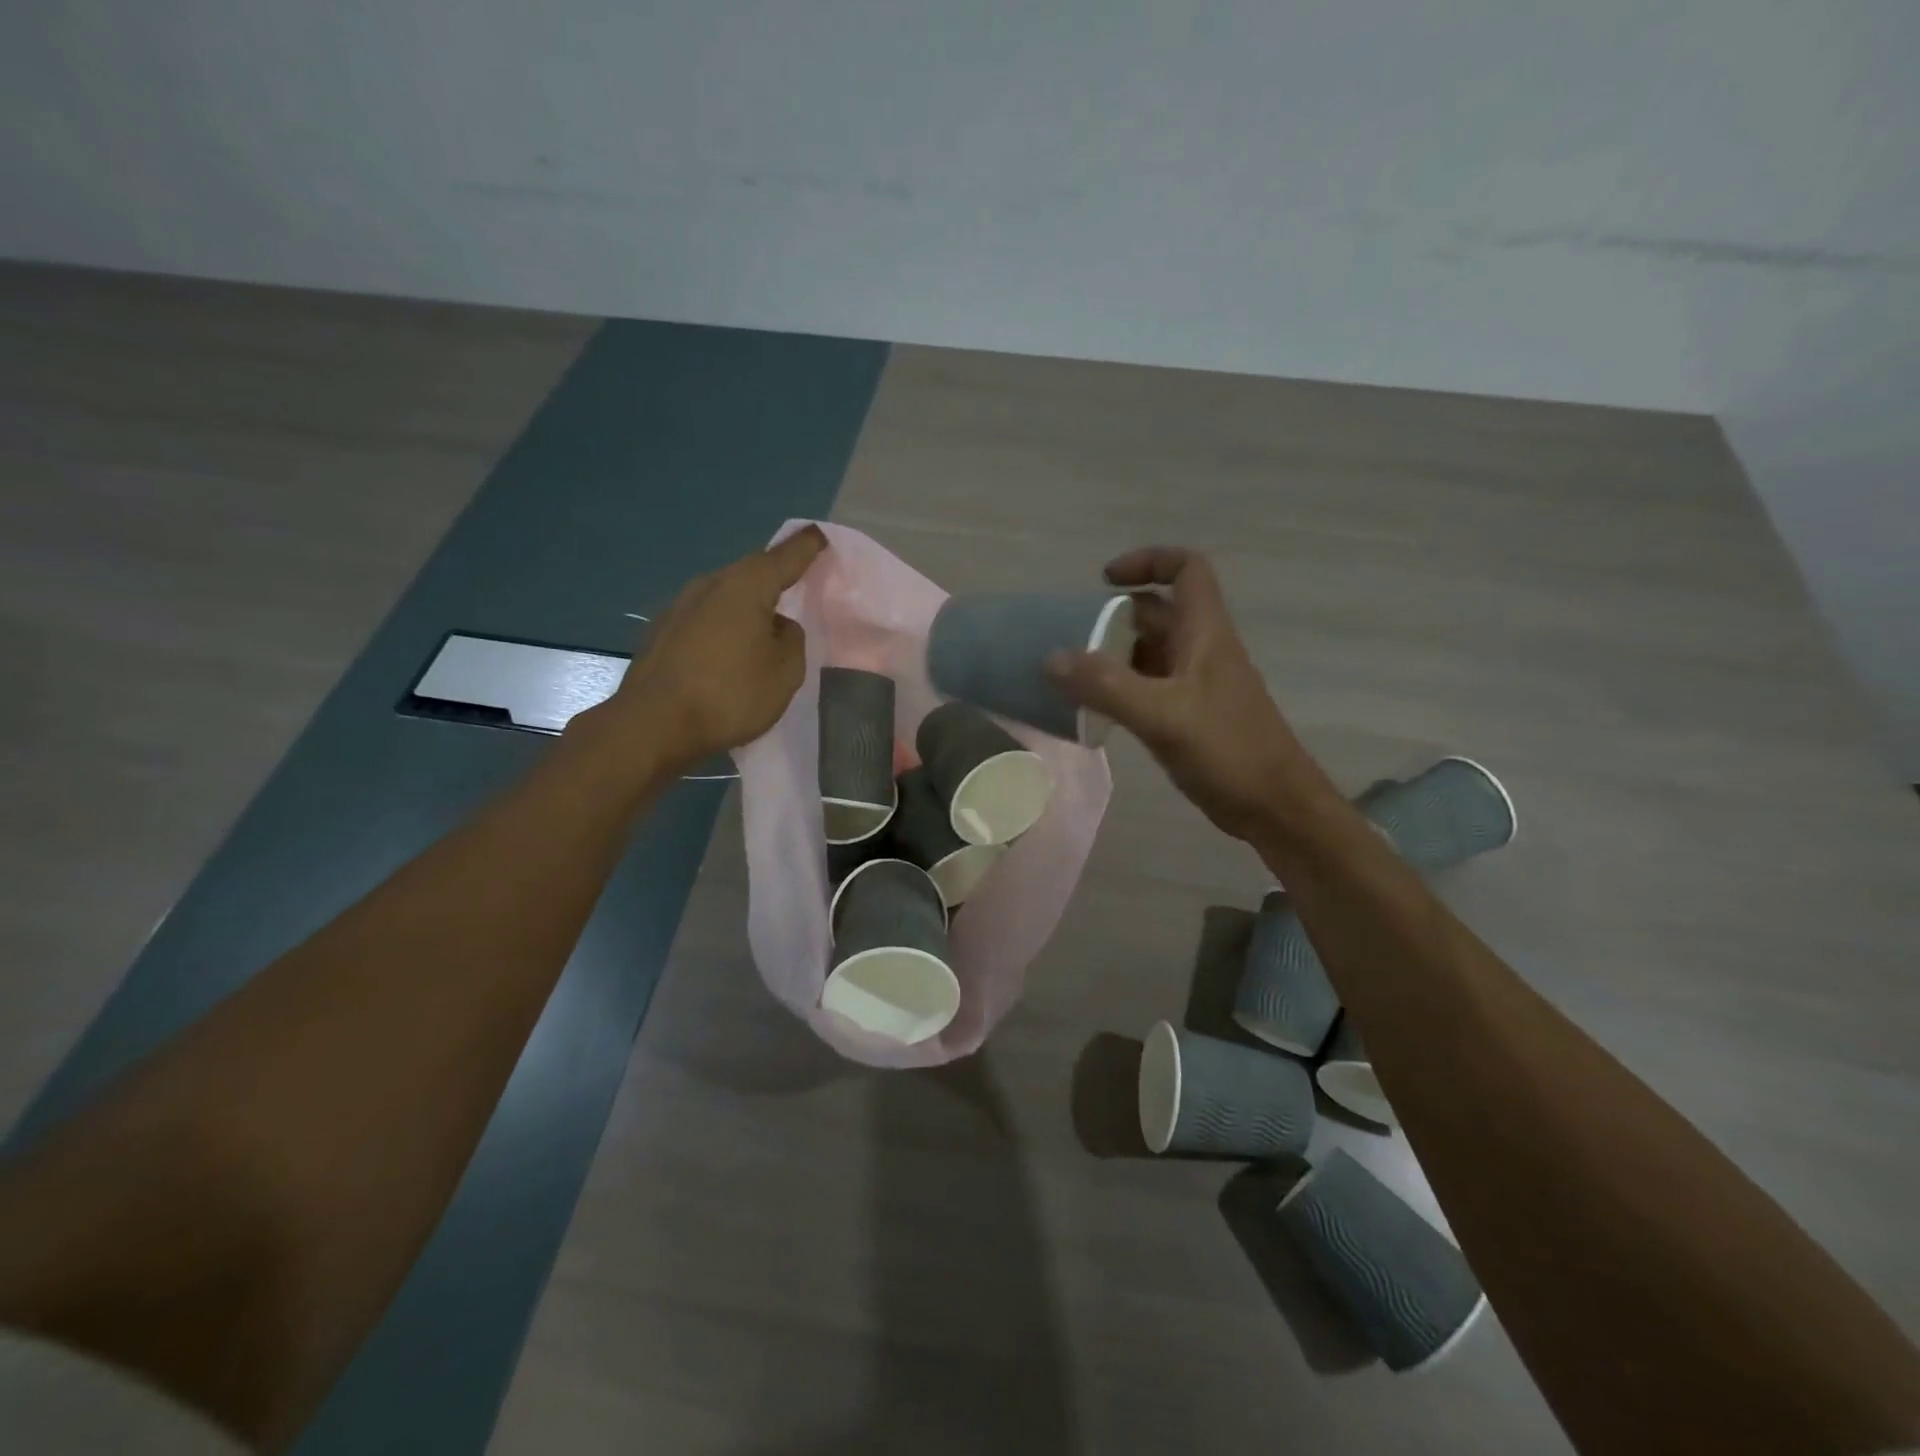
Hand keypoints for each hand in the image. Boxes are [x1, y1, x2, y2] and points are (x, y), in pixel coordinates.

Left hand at [604, 527, 826, 766]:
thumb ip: (791, 640)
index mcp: (746, 586)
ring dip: (746, 606)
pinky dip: (723, 627)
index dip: (806, 547)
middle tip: (796, 588)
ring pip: (725, 596)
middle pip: (751, 573)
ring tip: (763, 628)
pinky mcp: (662, 632)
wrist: (652, 725)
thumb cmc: (729, 695)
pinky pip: (705, 618)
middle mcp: (710, 584)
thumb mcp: (785, 672)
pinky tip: (728, 653)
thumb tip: (777, 627)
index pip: (785, 557)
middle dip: (774, 578)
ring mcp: (679, 606)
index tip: (819, 536)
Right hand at [1046, 547, 1327, 840]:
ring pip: (1150, 653)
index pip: (1186, 570)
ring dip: (1113, 655)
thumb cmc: (1228, 752)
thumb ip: (1106, 686)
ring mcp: (1196, 685)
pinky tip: (1094, 710)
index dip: (1148, 561)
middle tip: (1071, 638)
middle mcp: (1201, 650)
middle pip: (1158, 613)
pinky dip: (1120, 689)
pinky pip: (1148, 688)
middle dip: (1114, 617)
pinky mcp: (1189, 717)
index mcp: (1206, 633)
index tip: (1104, 581)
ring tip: (1071, 674)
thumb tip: (1051, 658)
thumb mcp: (1163, 715)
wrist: (1275, 808)